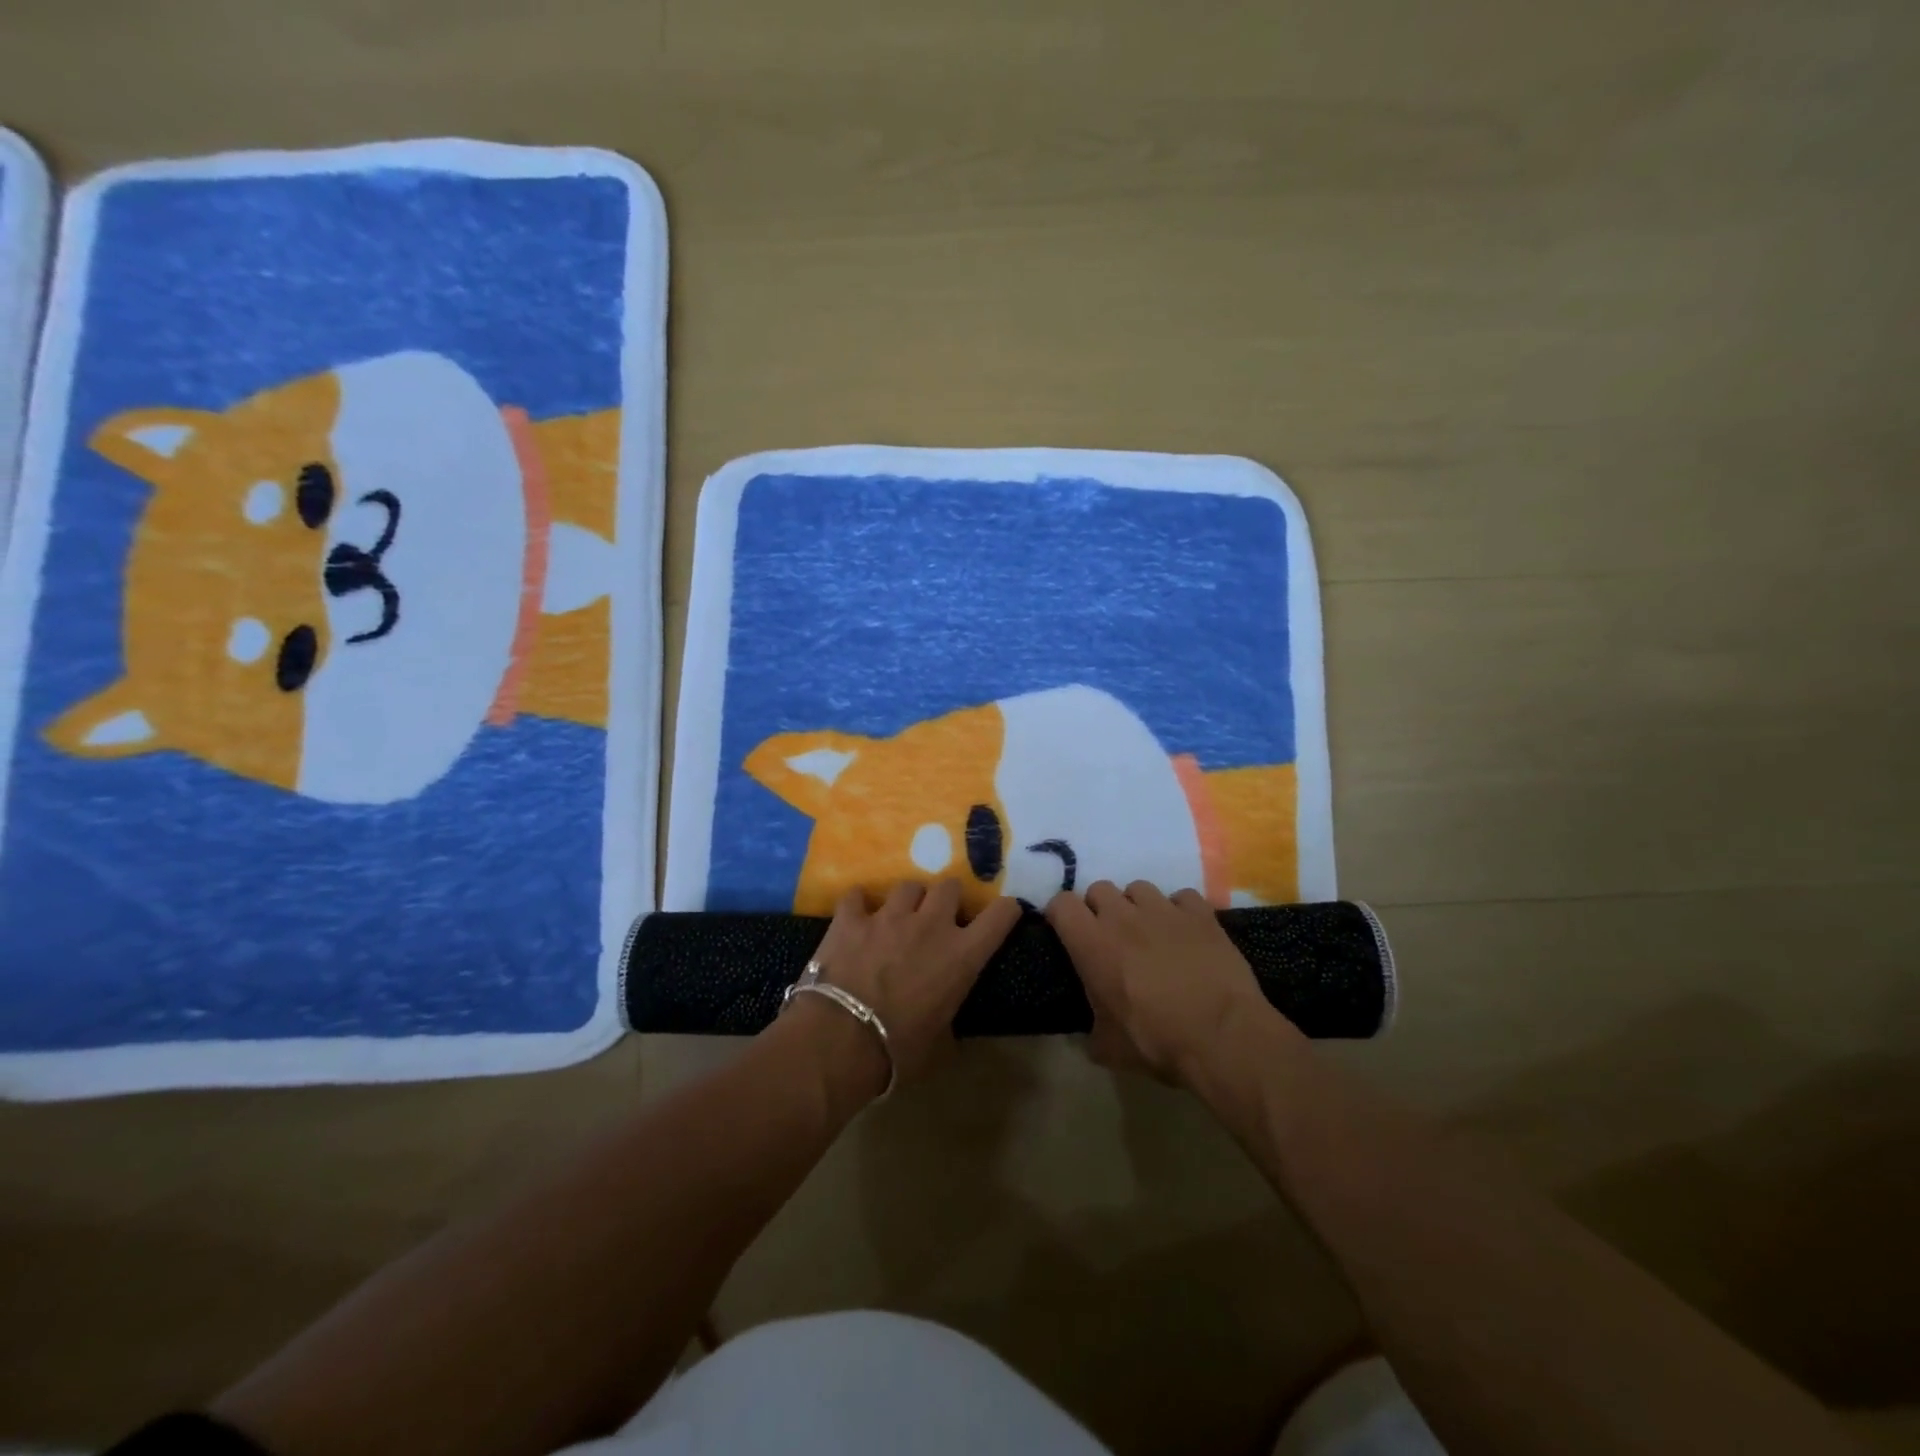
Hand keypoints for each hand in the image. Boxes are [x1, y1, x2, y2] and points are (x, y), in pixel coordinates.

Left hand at [799, 880, 1021, 1091]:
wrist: (841, 1040)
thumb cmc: (899, 1050)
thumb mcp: (941, 1044)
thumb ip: (951, 1022)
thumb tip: (948, 1025)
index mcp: (962, 955)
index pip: (1000, 914)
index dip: (1005, 910)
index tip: (1003, 914)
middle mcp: (931, 924)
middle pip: (950, 886)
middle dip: (947, 899)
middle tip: (939, 917)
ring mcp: (889, 916)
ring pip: (908, 886)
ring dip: (909, 900)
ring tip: (899, 916)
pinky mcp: (851, 918)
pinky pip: (857, 896)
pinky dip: (858, 905)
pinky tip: (856, 916)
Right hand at [1047, 880, 1270, 1084]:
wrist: (1222, 1037)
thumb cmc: (1157, 1042)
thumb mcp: (1109, 1048)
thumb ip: (1092, 1027)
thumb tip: (1092, 1029)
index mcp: (1092, 944)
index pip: (1061, 904)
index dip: (1061, 915)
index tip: (1068, 933)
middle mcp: (1123, 917)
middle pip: (1099, 888)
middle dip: (1100, 908)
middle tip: (1111, 937)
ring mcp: (1164, 910)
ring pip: (1139, 887)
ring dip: (1138, 906)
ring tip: (1149, 932)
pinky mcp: (1201, 914)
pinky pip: (1181, 897)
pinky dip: (1180, 911)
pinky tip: (1186, 933)